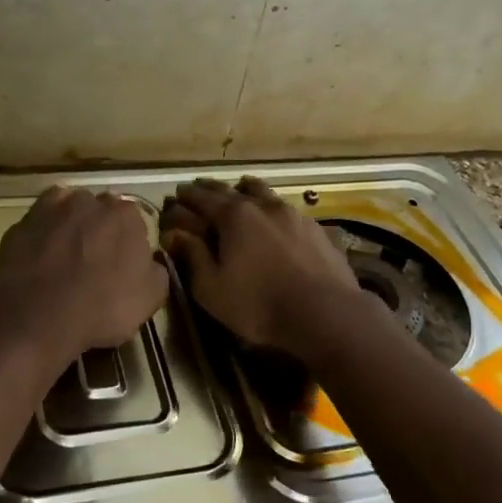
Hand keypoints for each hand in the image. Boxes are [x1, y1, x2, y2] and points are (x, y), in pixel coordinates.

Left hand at [0, 187, 168, 362]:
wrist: (39, 315)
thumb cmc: (103, 307)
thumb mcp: (150, 299)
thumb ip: (156, 271)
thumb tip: (150, 262)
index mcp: (127, 215)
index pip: (134, 222)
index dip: (129, 244)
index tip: (123, 266)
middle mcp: (91, 201)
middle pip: (101, 212)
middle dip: (100, 231)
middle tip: (95, 263)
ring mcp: (53, 208)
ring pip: (68, 211)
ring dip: (71, 227)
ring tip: (65, 259)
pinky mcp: (23, 222)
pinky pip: (40, 222)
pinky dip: (43, 233)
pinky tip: (42, 255)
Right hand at [159, 177, 360, 354]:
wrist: (325, 313)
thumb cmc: (259, 304)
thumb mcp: (212, 288)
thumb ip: (193, 256)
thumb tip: (175, 233)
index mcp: (234, 216)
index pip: (202, 198)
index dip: (187, 196)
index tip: (177, 193)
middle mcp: (263, 206)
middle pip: (231, 189)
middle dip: (212, 189)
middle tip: (199, 189)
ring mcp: (293, 214)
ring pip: (264, 192)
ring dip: (246, 190)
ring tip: (239, 191)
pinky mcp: (316, 228)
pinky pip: (287, 209)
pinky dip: (272, 208)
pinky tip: (274, 218)